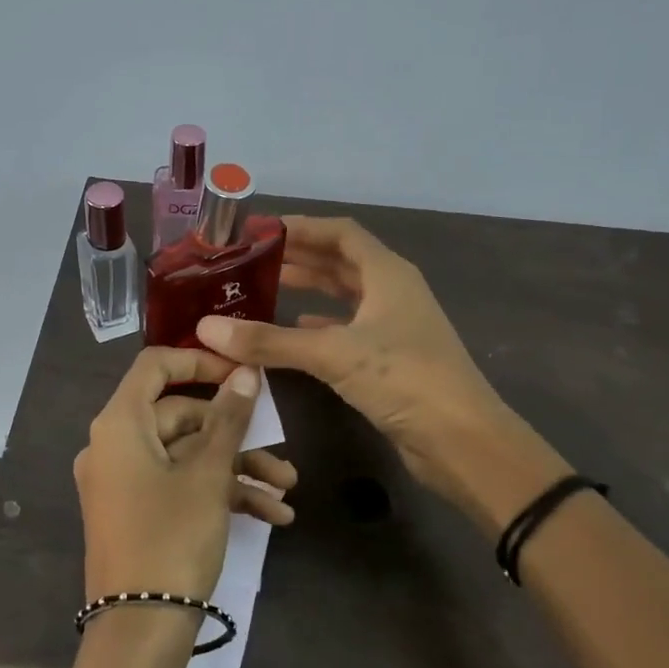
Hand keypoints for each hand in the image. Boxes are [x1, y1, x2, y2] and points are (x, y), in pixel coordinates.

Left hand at [73, 347, 298, 614]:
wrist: (140, 631)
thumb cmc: (172, 538)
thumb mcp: (208, 475)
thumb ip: (229, 418)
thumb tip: (246, 372)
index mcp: (119, 425)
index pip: (155, 366)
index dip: (200, 360)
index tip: (242, 371)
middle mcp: (116, 445)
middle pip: (180, 416)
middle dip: (236, 434)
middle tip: (280, 451)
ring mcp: (126, 480)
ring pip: (188, 455)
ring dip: (238, 468)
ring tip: (287, 489)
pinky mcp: (138, 511)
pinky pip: (180, 485)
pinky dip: (221, 493)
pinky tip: (272, 515)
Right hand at [196, 217, 569, 530]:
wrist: (461, 440)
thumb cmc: (404, 379)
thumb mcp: (333, 354)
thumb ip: (270, 340)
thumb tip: (207, 328)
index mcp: (388, 274)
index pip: (341, 233)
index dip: (302, 226)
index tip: (260, 230)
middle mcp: (392, 292)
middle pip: (341, 262)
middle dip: (299, 257)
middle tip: (251, 260)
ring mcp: (394, 326)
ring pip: (345, 296)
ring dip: (309, 290)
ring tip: (263, 288)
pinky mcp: (390, 359)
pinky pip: (348, 330)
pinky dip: (320, 326)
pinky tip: (293, 330)